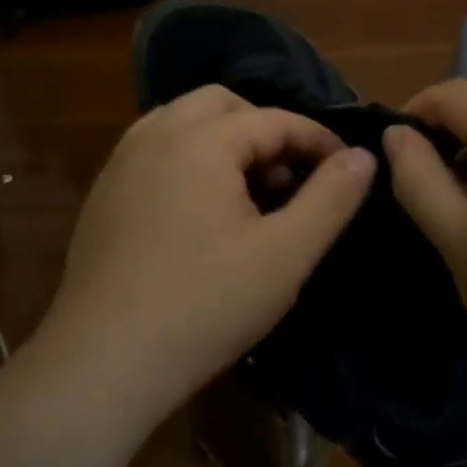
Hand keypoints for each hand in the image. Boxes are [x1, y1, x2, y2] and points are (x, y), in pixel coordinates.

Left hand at [39, 86, 375, 419]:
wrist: (105, 360)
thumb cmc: (205, 305)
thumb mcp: (285, 254)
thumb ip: (331, 197)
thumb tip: (364, 155)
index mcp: (198, 139)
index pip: (273, 118)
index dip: (318, 139)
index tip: (346, 168)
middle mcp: (153, 134)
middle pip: (222, 105)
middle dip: (264, 130)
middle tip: (290, 178)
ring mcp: (120, 163)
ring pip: (182, 124)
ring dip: (224, 142)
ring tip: (249, 193)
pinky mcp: (103, 194)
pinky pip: (155, 152)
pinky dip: (188, 161)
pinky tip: (201, 213)